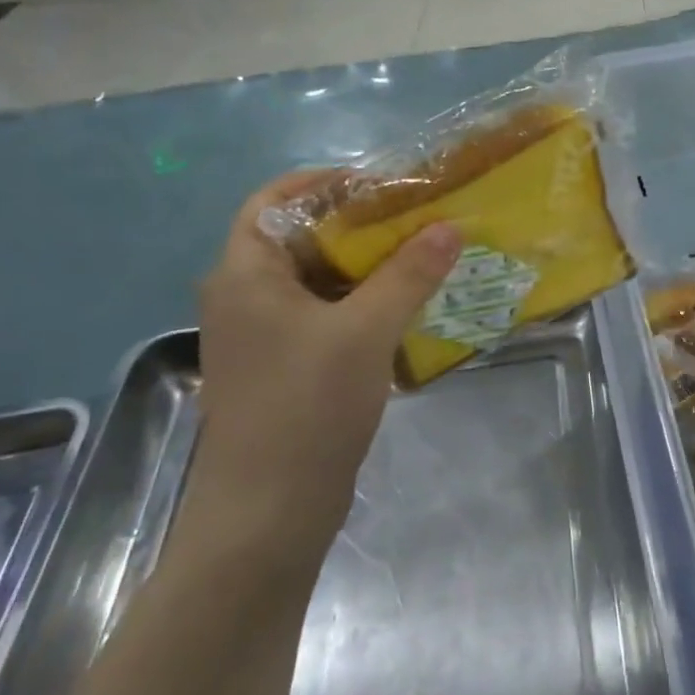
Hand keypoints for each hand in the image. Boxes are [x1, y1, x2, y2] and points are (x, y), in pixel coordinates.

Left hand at [193, 171, 460, 563]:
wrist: (269, 513)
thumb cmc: (306, 406)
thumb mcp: (365, 331)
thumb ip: (409, 274)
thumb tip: (449, 226)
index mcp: (244, 274)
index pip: (274, 200)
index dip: (325, 182)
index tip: (382, 183)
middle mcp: (245, 296)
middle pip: (301, 238)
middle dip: (359, 224)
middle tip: (417, 219)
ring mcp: (263, 335)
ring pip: (318, 280)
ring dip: (367, 267)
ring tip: (423, 257)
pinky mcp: (284, 367)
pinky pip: (325, 315)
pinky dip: (362, 303)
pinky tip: (406, 308)